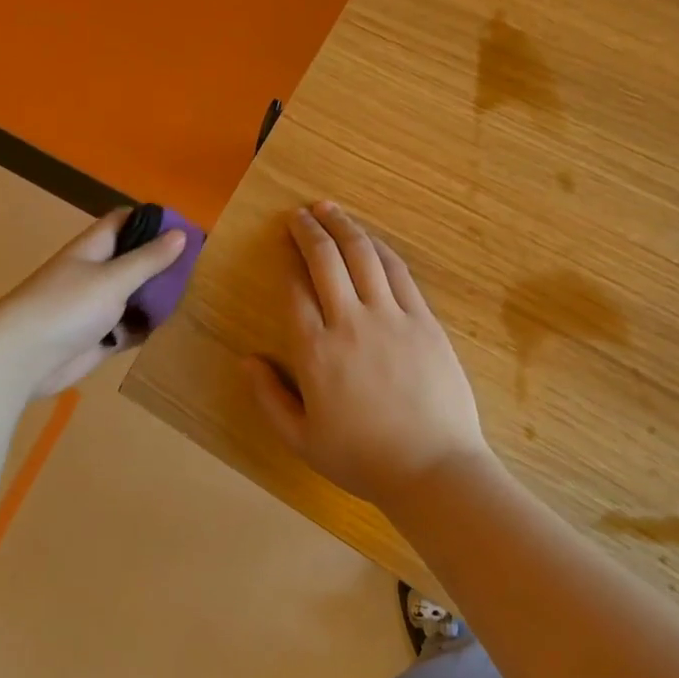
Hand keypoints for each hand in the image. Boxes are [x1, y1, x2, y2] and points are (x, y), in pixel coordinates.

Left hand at [0, 208, 186, 396]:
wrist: (22, 359)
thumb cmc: (66, 307)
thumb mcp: (113, 278)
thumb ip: (148, 259)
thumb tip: (181, 234)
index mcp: (93, 249)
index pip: (124, 222)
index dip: (152, 220)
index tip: (186, 227)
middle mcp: (95, 273)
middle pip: (134, 260)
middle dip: (163, 262)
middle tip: (202, 266)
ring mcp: (96, 307)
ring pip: (135, 295)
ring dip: (158, 296)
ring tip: (198, 295)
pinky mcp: (99, 337)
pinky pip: (130, 326)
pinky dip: (148, 326)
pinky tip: (175, 326)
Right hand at [245, 201, 489, 508]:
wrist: (433, 467)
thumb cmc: (362, 459)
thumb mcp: (301, 440)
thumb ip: (269, 397)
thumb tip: (245, 360)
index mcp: (315, 352)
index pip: (294, 290)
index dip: (286, 260)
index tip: (282, 244)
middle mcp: (350, 323)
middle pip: (326, 260)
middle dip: (308, 230)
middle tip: (299, 214)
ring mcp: (391, 317)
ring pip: (363, 255)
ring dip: (344, 227)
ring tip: (329, 209)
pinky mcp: (423, 320)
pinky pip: (399, 272)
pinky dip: (380, 248)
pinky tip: (370, 239)